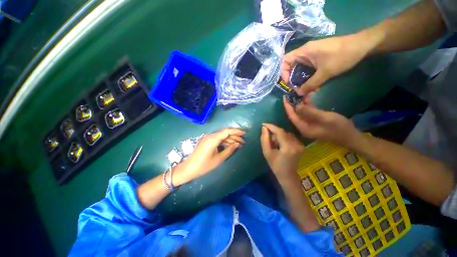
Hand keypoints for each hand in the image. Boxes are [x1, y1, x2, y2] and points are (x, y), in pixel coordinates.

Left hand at [174, 128, 244, 184]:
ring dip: (230, 139)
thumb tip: (237, 144)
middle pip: (225, 133)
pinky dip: (225, 142)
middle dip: (235, 136)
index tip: (244, 133)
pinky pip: (218, 139)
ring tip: (239, 144)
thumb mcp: (219, 159)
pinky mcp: (207, 142)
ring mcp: (208, 138)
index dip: (236, 131)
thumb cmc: (204, 165)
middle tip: (243, 142)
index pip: (227, 131)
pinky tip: (230, 145)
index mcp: (213, 139)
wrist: (188, 169)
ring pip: (222, 136)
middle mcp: (210, 136)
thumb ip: (229, 150)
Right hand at [260, 123, 304, 178]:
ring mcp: (300, 145)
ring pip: (287, 133)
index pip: (279, 132)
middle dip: (274, 132)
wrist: (287, 175)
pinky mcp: (301, 145)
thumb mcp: (267, 152)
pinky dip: (284, 137)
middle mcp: (296, 144)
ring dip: (279, 135)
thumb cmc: (275, 165)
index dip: (271, 126)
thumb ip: (264, 139)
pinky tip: (280, 144)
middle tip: (267, 137)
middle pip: (283, 132)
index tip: (263, 124)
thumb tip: (264, 128)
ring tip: (274, 142)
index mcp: (288, 148)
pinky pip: (290, 137)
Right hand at [281, 35, 369, 95]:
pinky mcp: (318, 58)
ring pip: (300, 68)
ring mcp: (312, 55)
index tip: (288, 82)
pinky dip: (308, 77)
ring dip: (300, 79)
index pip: (285, 60)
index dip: (283, 71)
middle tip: (295, 88)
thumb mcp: (325, 73)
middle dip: (291, 78)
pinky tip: (313, 84)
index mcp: (304, 52)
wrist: (363, 46)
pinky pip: (308, 68)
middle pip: (291, 65)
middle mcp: (305, 52)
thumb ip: (310, 85)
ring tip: (304, 88)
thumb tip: (298, 94)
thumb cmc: (342, 56)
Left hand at [283, 98, 361, 147]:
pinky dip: (306, 106)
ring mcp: (308, 125)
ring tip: (298, 94)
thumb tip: (297, 105)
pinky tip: (306, 98)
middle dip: (292, 104)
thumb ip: (309, 112)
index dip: (288, 107)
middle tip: (290, 94)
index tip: (285, 97)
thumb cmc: (339, 127)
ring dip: (299, 104)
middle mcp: (303, 127)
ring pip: (300, 113)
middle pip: (294, 115)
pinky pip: (307, 113)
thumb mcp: (325, 118)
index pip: (292, 116)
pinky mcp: (313, 122)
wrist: (351, 136)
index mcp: (303, 128)